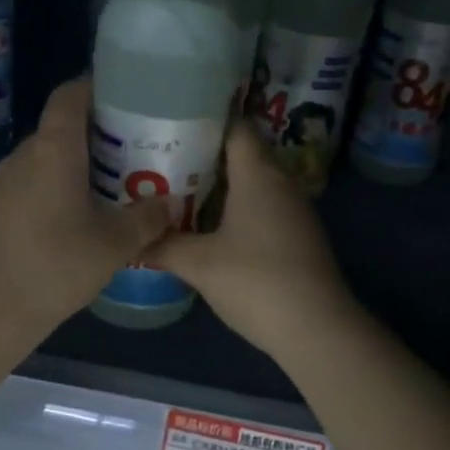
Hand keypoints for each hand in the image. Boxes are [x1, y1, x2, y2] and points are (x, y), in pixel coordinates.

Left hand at [0, 78, 171, 343]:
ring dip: (80, 167)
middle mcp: (24, 155)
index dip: (99, 87)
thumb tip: (167, 204)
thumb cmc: (52, 267)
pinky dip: (60, 190)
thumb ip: (145, 219)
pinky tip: (81, 221)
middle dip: (101, 135)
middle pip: (64, 128)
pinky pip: (34, 184)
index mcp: (53, 149)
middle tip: (139, 152)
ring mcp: (3, 183)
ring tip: (116, 188)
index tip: (132, 98)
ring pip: (49, 160)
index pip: (71, 94)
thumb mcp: (113, 245)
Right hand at [148, 126, 358, 358]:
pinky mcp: (298, 234)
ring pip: (253, 181)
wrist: (316, 329)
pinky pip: (263, 205)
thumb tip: (132, 240)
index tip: (170, 123)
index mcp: (258, 174)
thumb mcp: (199, 264)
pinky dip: (237, 206)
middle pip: (242, 153)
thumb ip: (163, 246)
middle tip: (163, 158)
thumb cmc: (255, 282)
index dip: (204, 120)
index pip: (235, 126)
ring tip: (178, 189)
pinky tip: (210, 225)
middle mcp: (281, 181)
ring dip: (220, 183)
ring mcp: (294, 209)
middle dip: (204, 154)